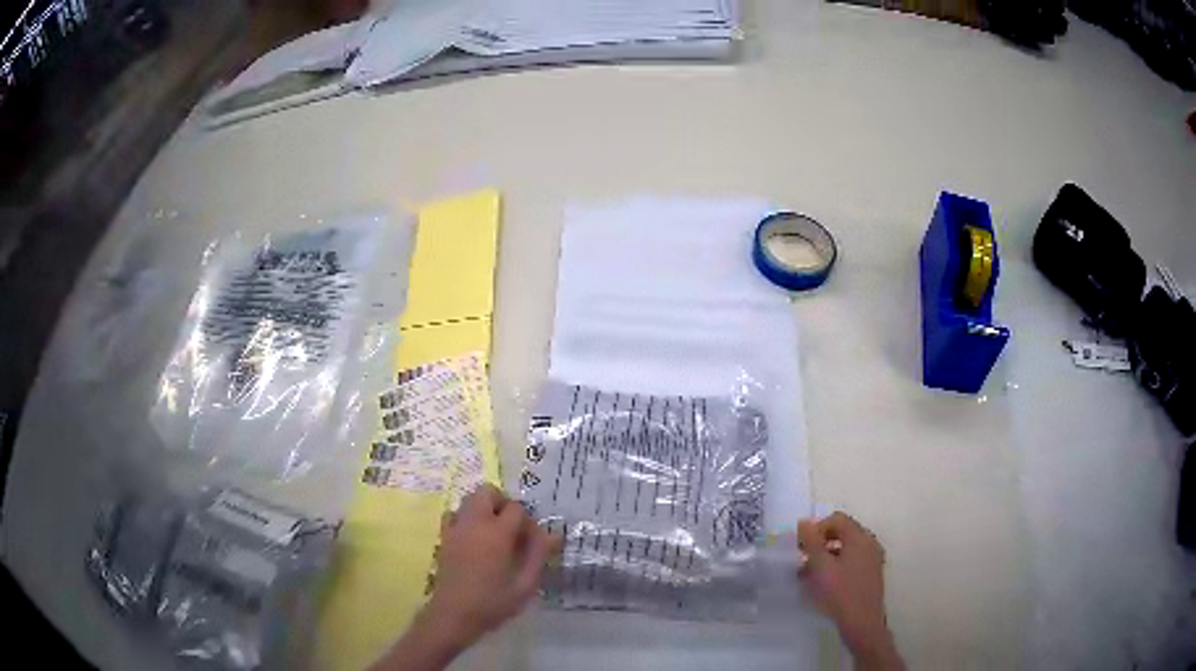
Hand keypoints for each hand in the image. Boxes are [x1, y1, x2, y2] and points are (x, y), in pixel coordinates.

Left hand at [425, 484, 560, 645]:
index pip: (516, 509)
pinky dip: (467, 518)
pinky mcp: (444, 537)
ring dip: (485, 508)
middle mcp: (474, 523)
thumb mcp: (525, 585)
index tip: (532, 542)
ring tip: (495, 535)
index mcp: (497, 533)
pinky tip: (475, 541)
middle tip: (513, 529)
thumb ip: (538, 556)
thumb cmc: (492, 603)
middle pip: (488, 492)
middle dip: (503, 503)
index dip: (528, 522)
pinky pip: (455, 514)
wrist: (453, 615)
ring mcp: (455, 528)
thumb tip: (554, 535)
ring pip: (470, 499)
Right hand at [798, 512, 903, 670]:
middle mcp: (869, 544)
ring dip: (825, 556)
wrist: (862, 623)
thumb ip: (812, 542)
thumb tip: (804, 522)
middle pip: (842, 533)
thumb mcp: (821, 567)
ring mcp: (872, 560)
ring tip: (806, 574)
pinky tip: (820, 583)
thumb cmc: (840, 593)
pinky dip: (834, 566)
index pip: (837, 519)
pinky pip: (850, 562)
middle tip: (802, 558)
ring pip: (845, 549)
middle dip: (820, 543)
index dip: (816, 528)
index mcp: (860, 538)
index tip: (800, 545)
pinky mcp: (870, 575)